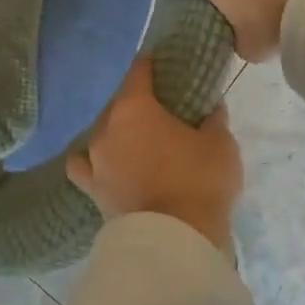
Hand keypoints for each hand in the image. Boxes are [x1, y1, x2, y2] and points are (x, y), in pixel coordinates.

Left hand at [67, 60, 242, 252]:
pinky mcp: (91, 189)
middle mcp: (107, 127)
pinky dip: (92, 164)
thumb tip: (211, 107)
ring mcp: (95, 159)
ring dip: (118, 134)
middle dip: (138, 106)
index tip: (162, 65)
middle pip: (120, 104)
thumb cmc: (198, 181)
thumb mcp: (220, 145)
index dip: (151, 66)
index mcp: (135, 107)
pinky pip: (84, 167)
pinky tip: (104, 167)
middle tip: (161, 114)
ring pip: (104, 134)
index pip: (139, 72)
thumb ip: (213, 120)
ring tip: (138, 144)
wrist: (175, 239)